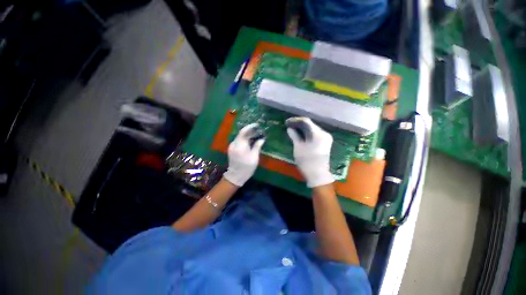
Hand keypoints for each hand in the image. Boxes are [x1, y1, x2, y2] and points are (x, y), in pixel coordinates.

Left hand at [223, 123, 264, 186]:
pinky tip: (250, 141)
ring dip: (247, 135)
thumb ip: (257, 146)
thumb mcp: (254, 157)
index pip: (243, 132)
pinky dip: (244, 139)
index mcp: (240, 146)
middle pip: (241, 134)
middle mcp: (234, 144)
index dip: (250, 127)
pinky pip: (238, 141)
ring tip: (255, 135)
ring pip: (240, 137)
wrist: (235, 176)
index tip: (257, 125)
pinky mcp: (231, 149)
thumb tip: (262, 139)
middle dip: (250, 131)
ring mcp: (231, 146)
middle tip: (258, 131)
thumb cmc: (247, 167)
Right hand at [286, 117, 333, 187]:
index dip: (295, 120)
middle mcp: (324, 133)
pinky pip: (314, 134)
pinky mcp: (324, 143)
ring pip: (312, 129)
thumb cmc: (307, 161)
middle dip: (298, 124)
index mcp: (318, 134)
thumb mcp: (298, 147)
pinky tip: (299, 134)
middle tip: (288, 126)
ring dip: (302, 129)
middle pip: (310, 125)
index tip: (286, 122)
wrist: (318, 175)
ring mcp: (325, 138)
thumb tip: (289, 129)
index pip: (306, 121)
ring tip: (292, 129)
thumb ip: (294, 136)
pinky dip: (306, 134)